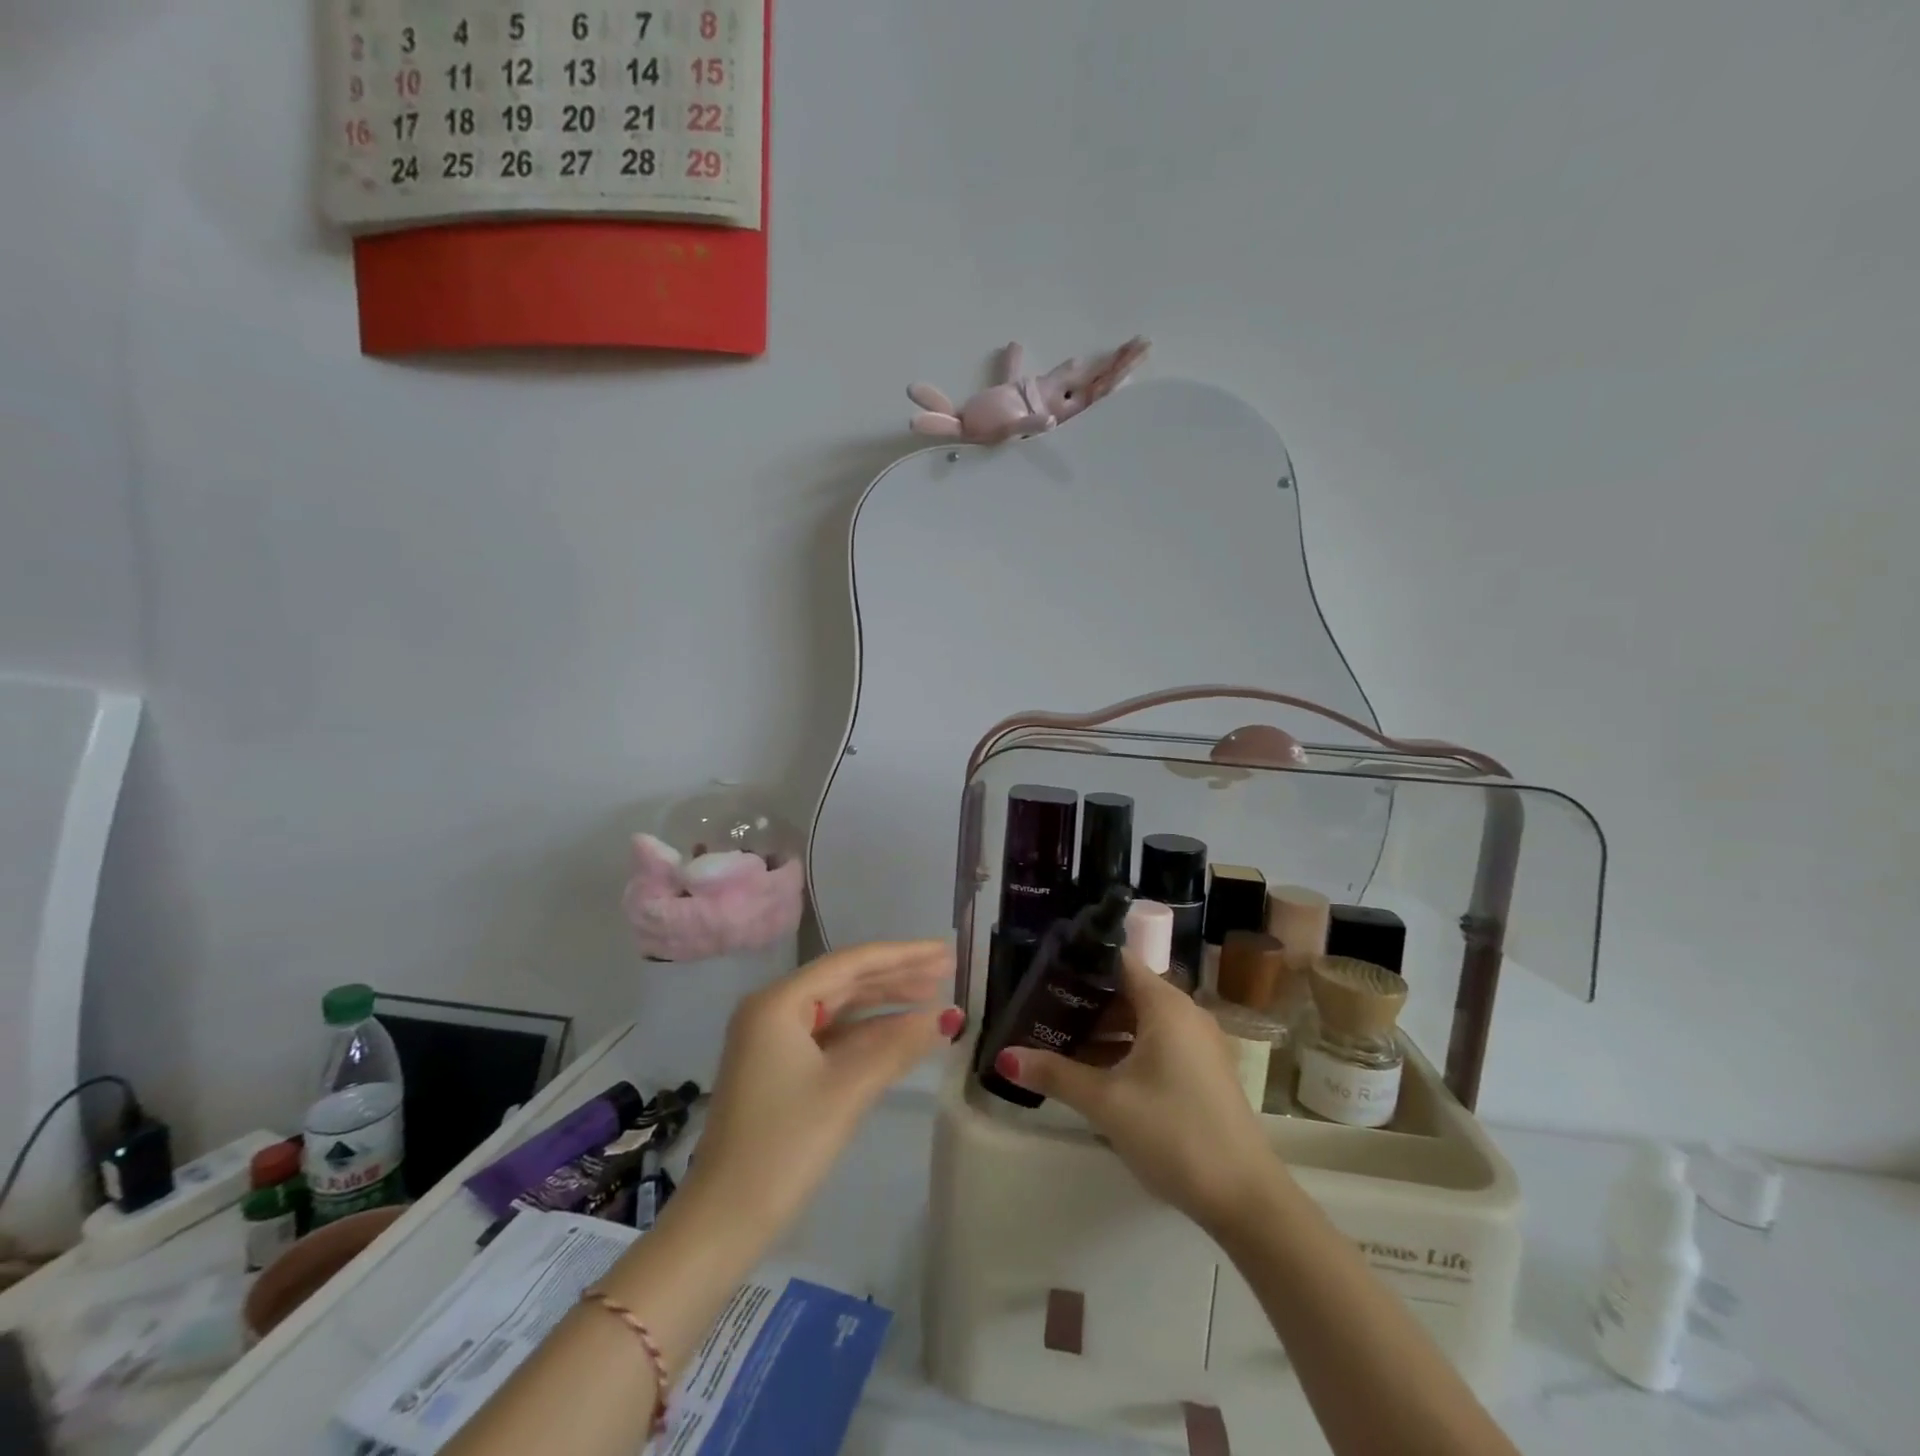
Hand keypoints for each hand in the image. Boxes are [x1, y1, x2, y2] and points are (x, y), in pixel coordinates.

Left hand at [691, 939, 960, 1232]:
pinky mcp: (779, 1067)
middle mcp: (773, 1009)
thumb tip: (946, 1017)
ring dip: (885, 1003)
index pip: (851, 964)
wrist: (723, 1220)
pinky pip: (831, 1036)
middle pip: (846, 980)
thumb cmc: (784, 1147)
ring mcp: (774, 1039)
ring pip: (840, 1008)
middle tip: (947, 969)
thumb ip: (897, 1047)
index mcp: (779, 1002)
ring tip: (934, 994)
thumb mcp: (847, 1091)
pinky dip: (867, 1033)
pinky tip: (901, 1032)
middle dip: (897, 975)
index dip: (902, 955)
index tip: (944, 950)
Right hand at [993, 954, 1279, 1232]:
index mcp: (1165, 1005)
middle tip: (1040, 1011)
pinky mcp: (1202, 1072)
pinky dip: (1125, 1050)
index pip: (1117, 961)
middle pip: (1126, 991)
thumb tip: (1004, 1057)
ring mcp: (1198, 1044)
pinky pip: (1156, 1044)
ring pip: (1140, 1021)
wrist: (1247, 1198)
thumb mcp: (1107, 1103)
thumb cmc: (1174, 1132)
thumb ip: (1055, 1074)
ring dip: (1103, 1031)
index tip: (1042, 971)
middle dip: (1084, 1002)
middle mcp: (1185, 1014)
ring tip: (1057, 1041)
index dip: (1079, 963)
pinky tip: (1095, 1074)